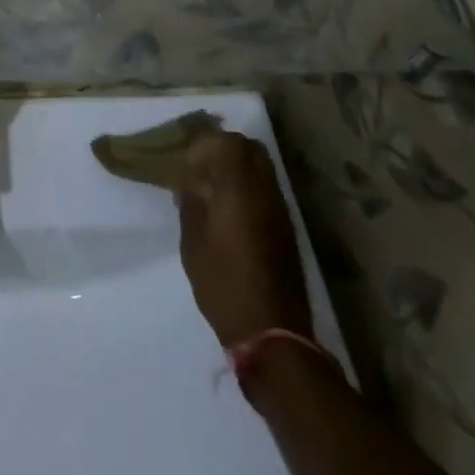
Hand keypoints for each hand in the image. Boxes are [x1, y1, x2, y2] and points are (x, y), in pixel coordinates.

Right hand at [175, 132, 311, 346]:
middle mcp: (265, 192)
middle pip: (251, 149)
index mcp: (239, 189)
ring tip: (213, 188)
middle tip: (200, 167)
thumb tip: (188, 186)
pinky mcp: (287, 230)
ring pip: (263, 169)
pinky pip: (268, 191)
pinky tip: (231, 211)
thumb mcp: (193, 245)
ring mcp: (280, 211)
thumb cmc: (224, 284)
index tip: (187, 163)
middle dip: (225, 149)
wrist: (272, 332)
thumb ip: (190, 207)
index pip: (229, 143)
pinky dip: (250, 188)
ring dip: (239, 168)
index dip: (206, 144)